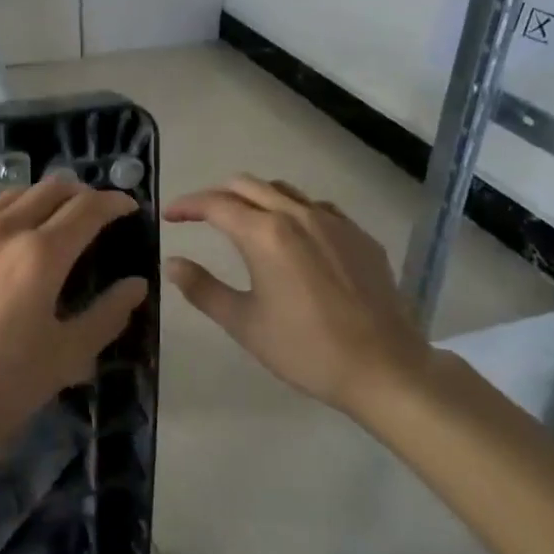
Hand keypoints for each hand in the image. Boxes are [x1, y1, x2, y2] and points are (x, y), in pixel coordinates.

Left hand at [0, 177, 148, 452]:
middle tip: (90, 210)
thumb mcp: (64, 358)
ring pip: (9, 197)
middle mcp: (2, 229)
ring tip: (46, 221)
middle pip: (49, 189)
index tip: (127, 206)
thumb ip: (106, 316)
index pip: (87, 209)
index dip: (113, 202)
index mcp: (41, 254)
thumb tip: (136, 285)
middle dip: (78, 193)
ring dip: (37, 201)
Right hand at [163, 174, 433, 413]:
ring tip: (242, 221)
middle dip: (217, 195)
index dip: (187, 205)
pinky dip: (292, 210)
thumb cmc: (305, 349)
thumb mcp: (244, 324)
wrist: (385, 368)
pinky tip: (293, 237)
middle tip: (199, 216)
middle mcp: (298, 215)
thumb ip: (203, 288)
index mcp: (265, 234)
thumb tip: (173, 263)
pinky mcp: (360, 236)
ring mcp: (334, 222)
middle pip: (248, 185)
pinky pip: (317, 207)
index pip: (216, 204)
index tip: (169, 215)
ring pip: (284, 191)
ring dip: (255, 197)